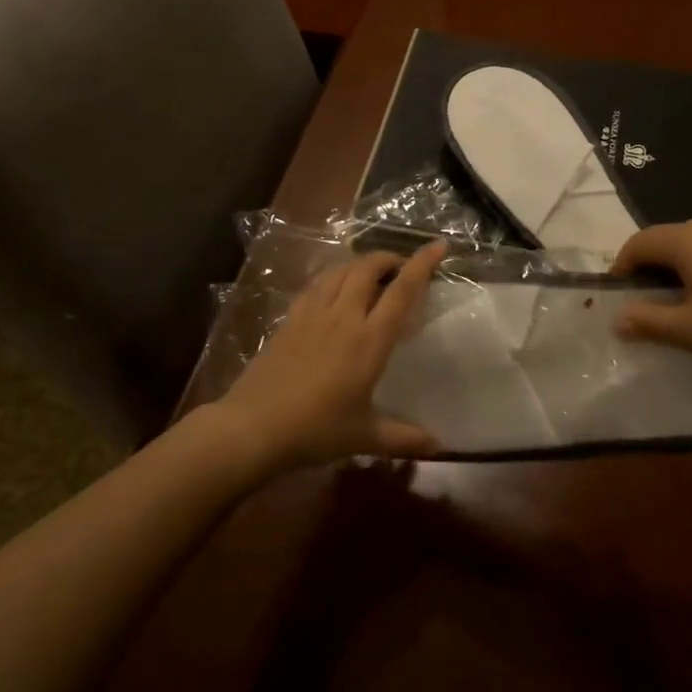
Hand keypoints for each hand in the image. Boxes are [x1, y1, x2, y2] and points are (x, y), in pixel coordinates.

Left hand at [214, 242, 446, 472]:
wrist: (252, 427)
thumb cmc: (315, 431)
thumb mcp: (364, 436)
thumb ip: (403, 438)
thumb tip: (439, 446)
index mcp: (369, 340)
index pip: (402, 291)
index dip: (422, 265)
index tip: (438, 246)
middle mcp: (343, 317)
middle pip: (367, 269)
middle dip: (388, 259)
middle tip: (401, 268)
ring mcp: (312, 314)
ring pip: (340, 271)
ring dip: (360, 264)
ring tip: (371, 274)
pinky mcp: (289, 320)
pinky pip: (316, 285)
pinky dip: (333, 278)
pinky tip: (333, 291)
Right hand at [609, 216, 691, 395]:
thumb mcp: (690, 331)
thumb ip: (648, 321)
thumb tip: (618, 318)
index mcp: (690, 239)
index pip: (640, 242)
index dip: (622, 267)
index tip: (618, 296)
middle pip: (669, 239)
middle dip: (652, 268)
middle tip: (648, 302)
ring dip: (683, 268)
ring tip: (685, 303)